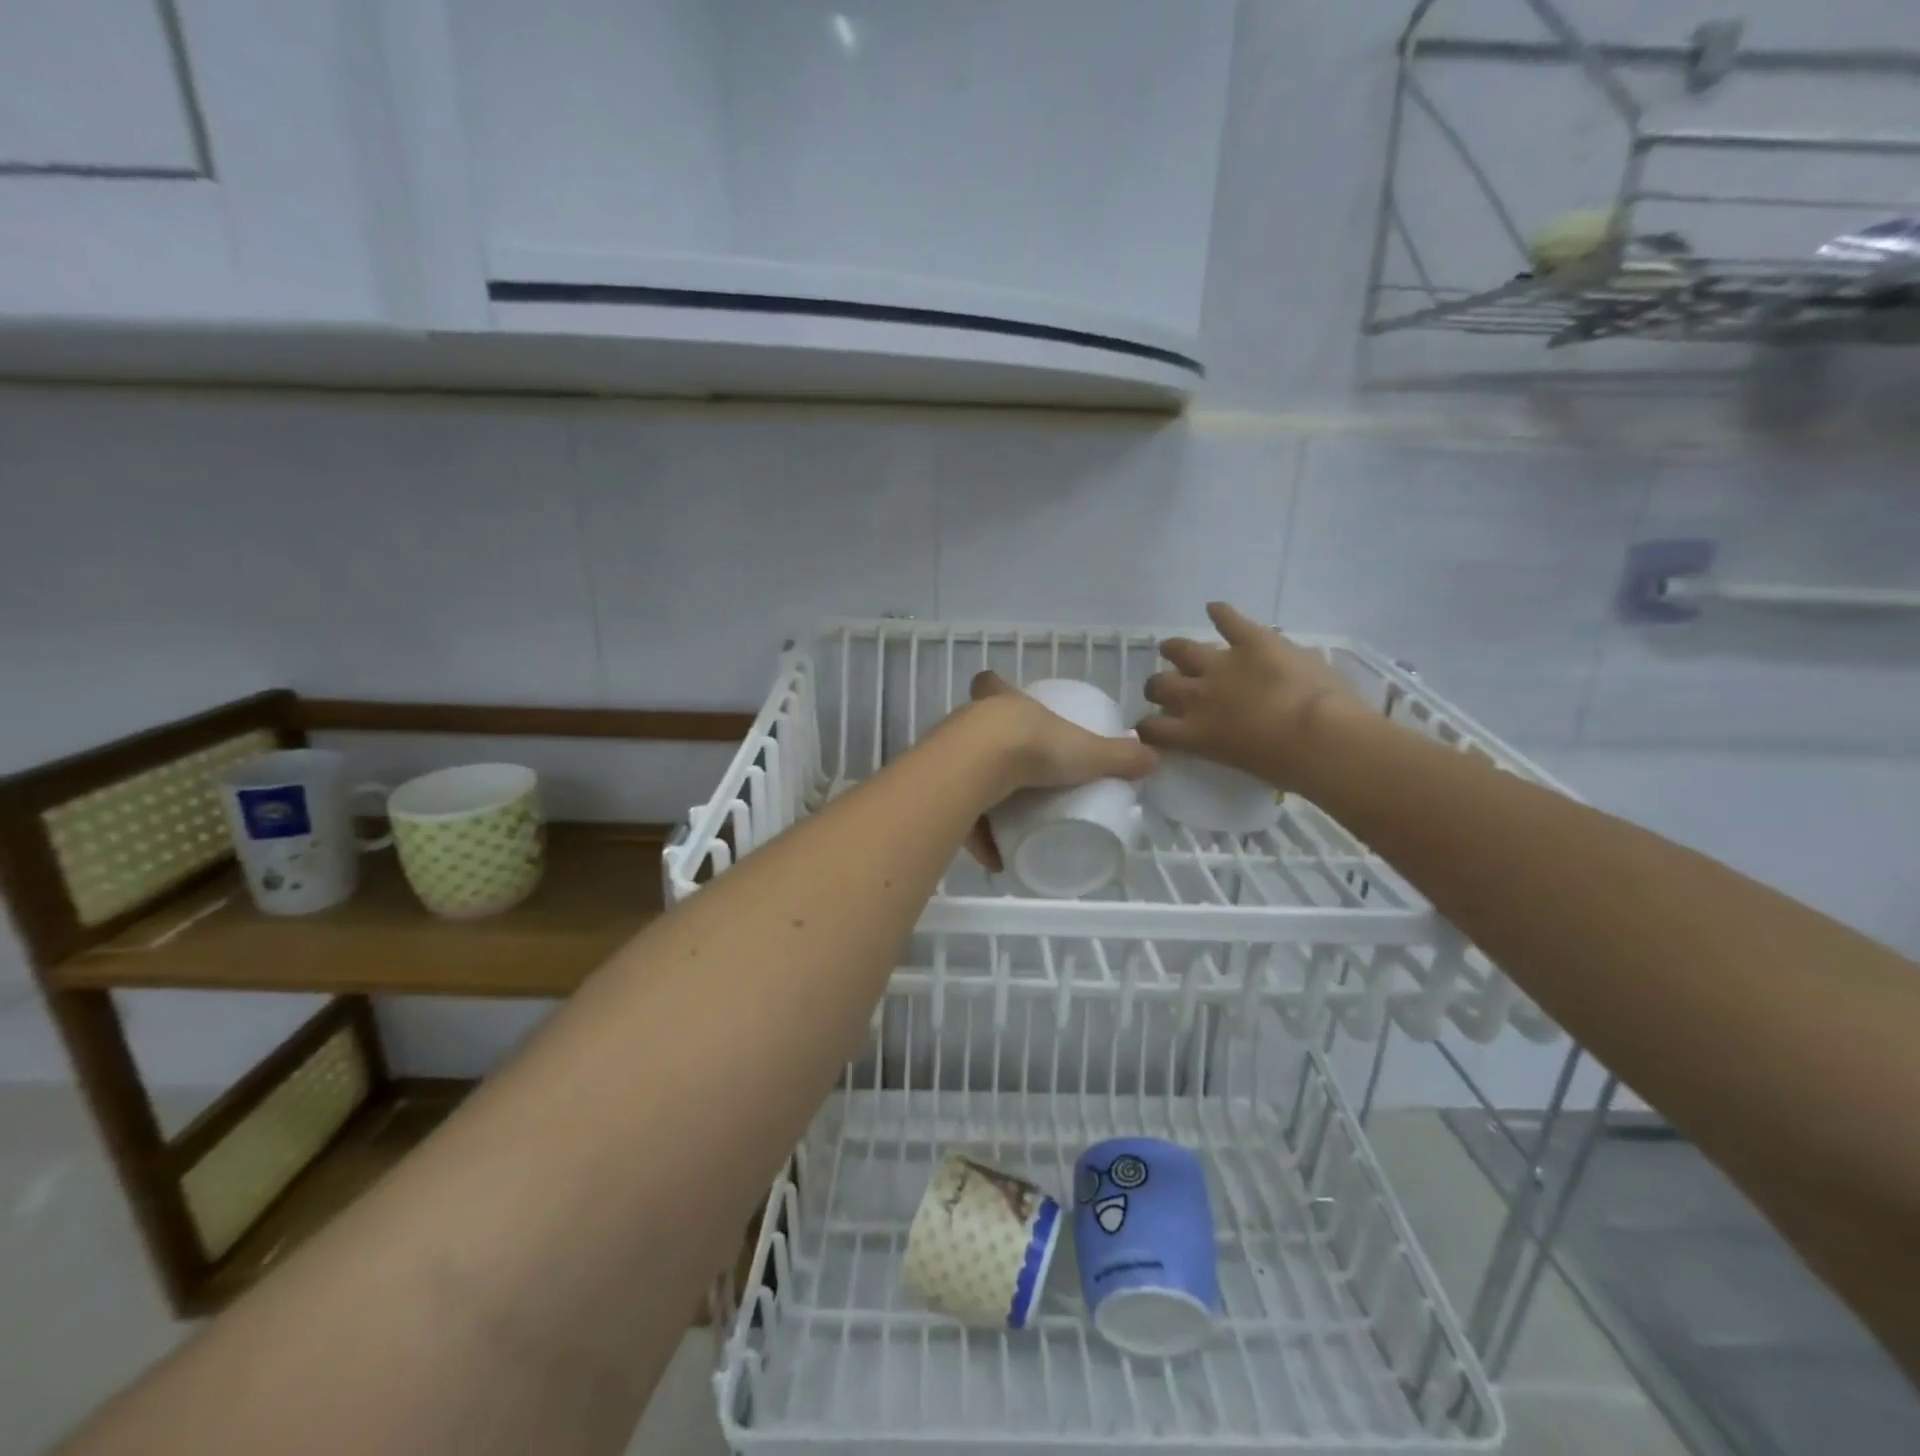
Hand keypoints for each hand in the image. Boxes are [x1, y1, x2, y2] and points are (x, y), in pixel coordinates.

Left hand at [959, 671, 1154, 870]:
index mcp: (1004, 704)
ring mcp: (949, 755)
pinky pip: (959, 815)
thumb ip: (1118, 756)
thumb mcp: (1085, 751)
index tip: (1001, 697)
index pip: (993, 684)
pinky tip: (995, 859)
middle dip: (990, 749)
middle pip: (975, 729)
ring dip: (982, 799)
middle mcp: (971, 723)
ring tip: (1009, 826)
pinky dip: (976, 838)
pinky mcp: (939, 790)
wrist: (979, 766)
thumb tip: (1151, 759)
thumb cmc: (1034, 745)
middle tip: (1016, 773)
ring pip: (963, 773)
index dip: (996, 687)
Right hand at [1138, 602, 1360, 790]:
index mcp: (1195, 733)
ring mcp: (1222, 664)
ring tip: (1173, 649)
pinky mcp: (1252, 641)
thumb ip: (1224, 745)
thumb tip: (1227, 735)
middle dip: (1160, 687)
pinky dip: (1221, 613)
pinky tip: (1214, 609)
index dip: (1148, 727)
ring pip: (1182, 650)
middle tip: (1168, 688)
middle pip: (1160, 685)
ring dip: (1176, 650)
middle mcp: (1197, 697)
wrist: (1319, 736)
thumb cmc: (1287, 766)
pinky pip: (1229, 620)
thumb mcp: (1241, 764)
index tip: (1152, 727)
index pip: (1152, 729)